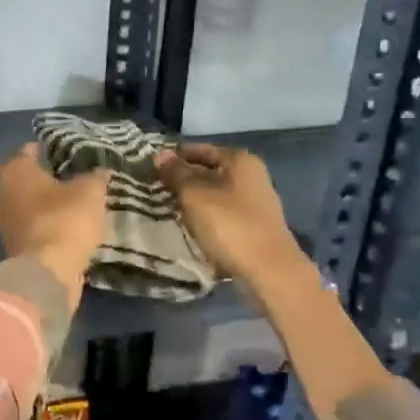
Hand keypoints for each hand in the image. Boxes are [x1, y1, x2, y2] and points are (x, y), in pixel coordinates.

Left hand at [0, 144, 109, 300]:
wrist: (48, 271)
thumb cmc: (65, 219)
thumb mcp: (89, 192)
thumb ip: (95, 178)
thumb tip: (102, 171)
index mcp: (15, 172)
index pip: (27, 152)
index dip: (44, 150)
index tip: (59, 151)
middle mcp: (1, 194)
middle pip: (22, 181)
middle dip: (40, 180)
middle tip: (65, 178)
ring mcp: (3, 224)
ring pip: (23, 207)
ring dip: (41, 206)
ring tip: (66, 205)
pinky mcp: (11, 248)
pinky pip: (29, 229)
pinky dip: (42, 227)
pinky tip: (61, 228)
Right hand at [154, 144, 300, 283]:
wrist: (268, 270)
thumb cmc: (229, 225)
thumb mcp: (194, 195)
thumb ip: (176, 174)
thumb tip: (161, 155)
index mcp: (240, 160)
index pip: (200, 149)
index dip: (176, 156)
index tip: (152, 166)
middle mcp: (251, 175)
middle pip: (209, 170)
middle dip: (183, 178)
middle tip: (155, 187)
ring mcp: (255, 201)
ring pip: (215, 193)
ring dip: (193, 199)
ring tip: (167, 207)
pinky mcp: (253, 224)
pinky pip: (222, 212)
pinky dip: (205, 214)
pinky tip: (189, 225)